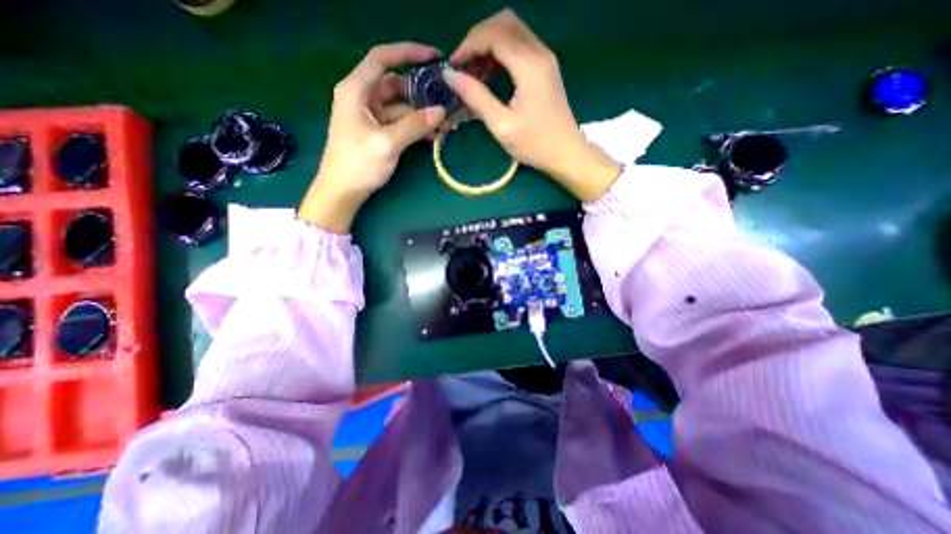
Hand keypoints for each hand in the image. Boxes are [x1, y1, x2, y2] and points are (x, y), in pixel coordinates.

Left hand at [298, 43, 447, 233]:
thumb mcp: (388, 143)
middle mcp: (362, 98)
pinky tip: (430, 135)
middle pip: (395, 85)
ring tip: (442, 124)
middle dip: (420, 93)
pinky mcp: (376, 132)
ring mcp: (369, 116)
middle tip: (444, 101)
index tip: (434, 56)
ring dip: (420, 114)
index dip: (408, 52)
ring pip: (399, 106)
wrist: (343, 191)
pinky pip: (398, 123)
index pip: (382, 59)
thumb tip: (441, 111)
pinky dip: (413, 127)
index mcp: (356, 90)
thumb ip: (415, 125)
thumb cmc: (359, 163)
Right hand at [448, 11, 622, 202]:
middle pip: (504, 23)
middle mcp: (540, 53)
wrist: (566, 153)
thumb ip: (477, 98)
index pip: (494, 34)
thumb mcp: (502, 125)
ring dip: (489, 44)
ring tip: (474, 71)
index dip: (469, 45)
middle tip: (464, 65)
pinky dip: (501, 52)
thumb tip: (452, 76)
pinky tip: (491, 73)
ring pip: (513, 31)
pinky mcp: (546, 68)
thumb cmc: (535, 144)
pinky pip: (520, 46)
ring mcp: (545, 59)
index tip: (453, 66)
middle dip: (478, 38)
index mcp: (529, 66)